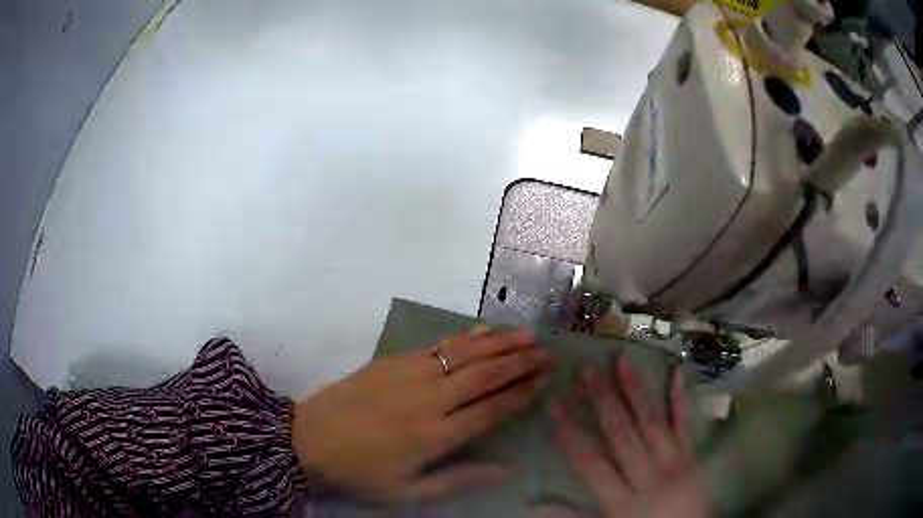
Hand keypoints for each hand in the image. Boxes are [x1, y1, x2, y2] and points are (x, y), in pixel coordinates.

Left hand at [291, 327, 554, 500]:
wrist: (307, 441)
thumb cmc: (359, 473)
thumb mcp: (408, 492)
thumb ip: (458, 479)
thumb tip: (505, 469)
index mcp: (436, 435)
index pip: (492, 409)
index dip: (522, 392)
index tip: (546, 379)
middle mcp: (429, 400)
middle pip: (485, 374)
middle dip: (521, 361)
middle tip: (548, 351)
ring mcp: (409, 374)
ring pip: (465, 353)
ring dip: (499, 342)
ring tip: (527, 334)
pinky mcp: (393, 361)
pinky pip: (437, 345)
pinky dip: (464, 337)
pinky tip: (482, 331)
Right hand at [550, 357, 710, 517]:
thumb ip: (572, 516)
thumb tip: (534, 503)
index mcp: (622, 500)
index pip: (589, 461)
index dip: (569, 431)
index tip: (554, 402)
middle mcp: (648, 476)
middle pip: (621, 434)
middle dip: (601, 399)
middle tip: (585, 369)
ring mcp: (674, 463)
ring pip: (652, 421)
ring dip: (635, 390)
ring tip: (621, 360)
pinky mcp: (692, 457)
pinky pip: (685, 425)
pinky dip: (679, 399)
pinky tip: (676, 373)